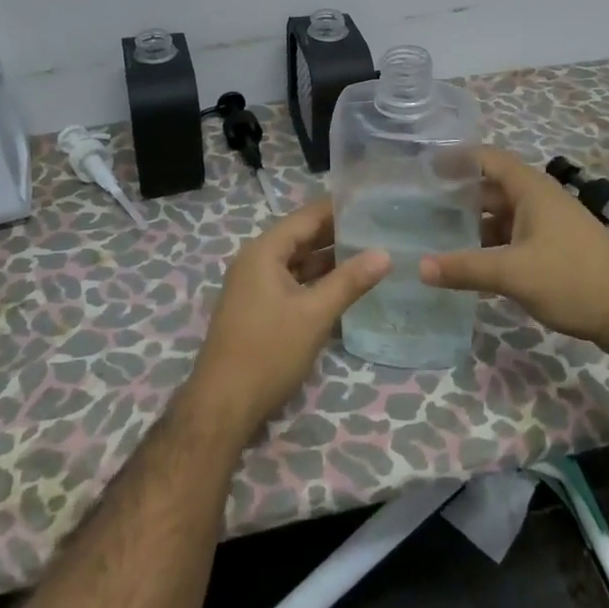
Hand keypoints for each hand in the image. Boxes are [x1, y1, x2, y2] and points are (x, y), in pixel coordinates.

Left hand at [187, 198, 389, 440]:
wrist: (223, 406)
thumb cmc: (268, 352)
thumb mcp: (314, 314)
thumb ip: (350, 281)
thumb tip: (385, 253)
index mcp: (264, 251)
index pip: (307, 216)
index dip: (339, 207)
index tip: (372, 201)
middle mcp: (257, 261)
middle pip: (302, 236)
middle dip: (338, 233)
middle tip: (379, 226)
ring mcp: (255, 286)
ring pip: (298, 262)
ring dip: (329, 259)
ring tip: (370, 252)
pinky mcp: (259, 308)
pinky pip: (293, 282)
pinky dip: (317, 281)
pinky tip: (346, 285)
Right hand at [418, 147, 608, 352]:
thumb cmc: (573, 279)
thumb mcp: (513, 273)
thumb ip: (465, 268)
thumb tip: (420, 267)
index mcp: (531, 190)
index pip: (486, 158)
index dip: (456, 159)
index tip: (423, 167)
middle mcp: (540, 200)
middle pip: (492, 188)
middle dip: (459, 196)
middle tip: (420, 207)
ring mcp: (550, 225)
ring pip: (504, 215)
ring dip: (475, 224)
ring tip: (437, 236)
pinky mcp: (557, 249)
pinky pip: (516, 237)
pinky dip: (493, 245)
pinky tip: (472, 264)